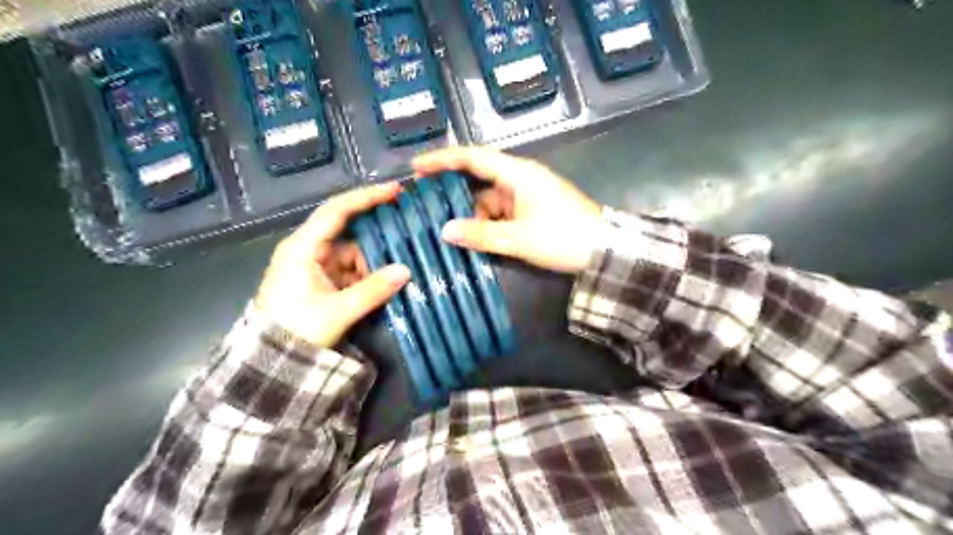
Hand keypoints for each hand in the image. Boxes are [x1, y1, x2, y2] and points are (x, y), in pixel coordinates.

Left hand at [255, 184, 410, 349]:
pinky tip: (387, 280)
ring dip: (374, 259)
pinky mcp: (321, 282)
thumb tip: (406, 270)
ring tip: (403, 261)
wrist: (270, 363)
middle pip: (348, 231)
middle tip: (408, 229)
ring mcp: (315, 266)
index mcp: (303, 248)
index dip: (366, 197)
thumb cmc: (297, 330)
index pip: (336, 211)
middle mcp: (308, 250)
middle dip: (377, 233)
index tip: (395, 190)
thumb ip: (373, 290)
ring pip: (352, 253)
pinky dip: (367, 274)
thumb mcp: (338, 311)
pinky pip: (350, 270)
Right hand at [413, 147, 596, 272]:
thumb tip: (444, 231)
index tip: (416, 166)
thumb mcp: (519, 239)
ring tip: (446, 229)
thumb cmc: (563, 237)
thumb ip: (480, 234)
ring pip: (488, 198)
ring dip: (471, 212)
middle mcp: (520, 178)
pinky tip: (473, 237)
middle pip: (478, 176)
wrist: (605, 250)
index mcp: (517, 173)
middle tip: (425, 202)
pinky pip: (501, 211)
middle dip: (452, 188)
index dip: (443, 159)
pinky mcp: (532, 209)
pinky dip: (486, 222)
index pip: (473, 157)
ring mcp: (527, 194)